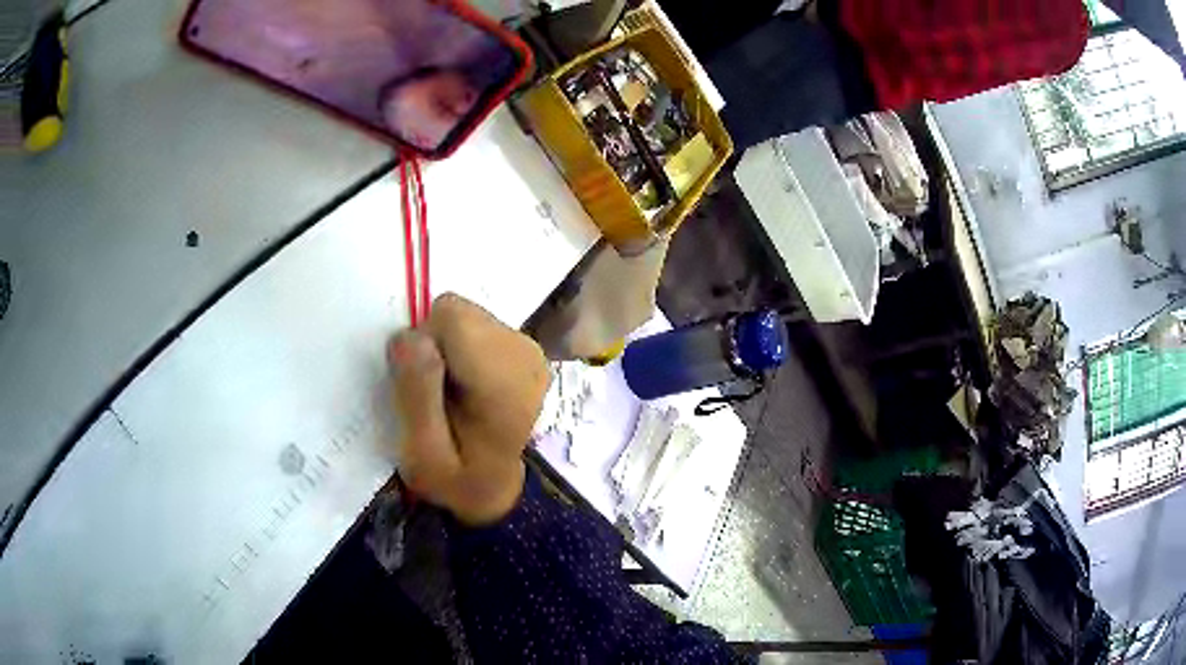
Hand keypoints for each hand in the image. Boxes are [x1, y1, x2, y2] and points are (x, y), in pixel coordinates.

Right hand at [389, 294, 549, 524]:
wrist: (497, 488)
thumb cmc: (457, 478)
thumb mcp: (423, 455)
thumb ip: (416, 396)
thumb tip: (411, 336)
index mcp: (504, 382)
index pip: (449, 317)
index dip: (423, 344)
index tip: (424, 386)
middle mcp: (524, 353)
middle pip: (457, 313)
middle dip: (434, 345)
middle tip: (437, 393)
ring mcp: (529, 347)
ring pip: (464, 316)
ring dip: (447, 348)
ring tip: (452, 393)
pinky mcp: (524, 346)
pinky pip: (474, 325)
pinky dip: (461, 349)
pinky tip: (468, 386)